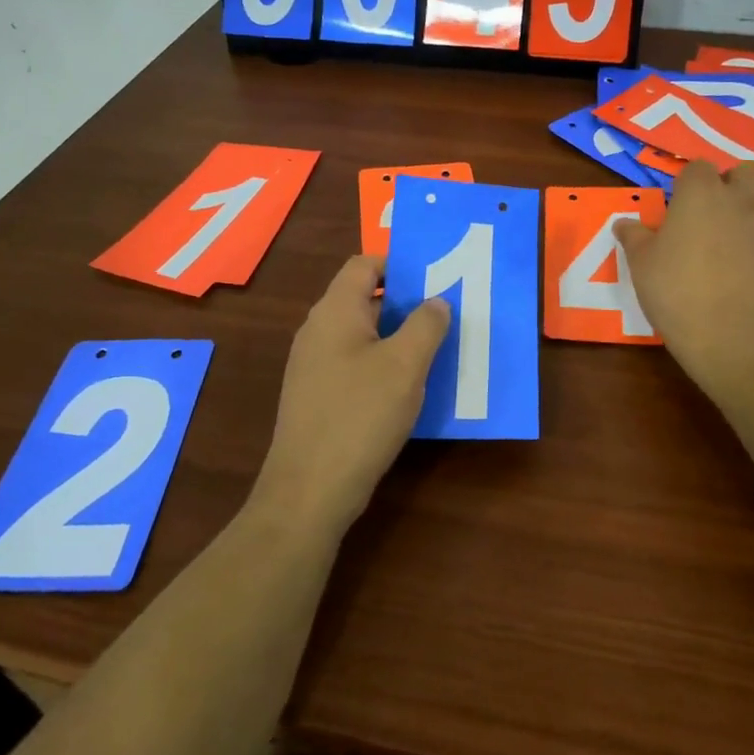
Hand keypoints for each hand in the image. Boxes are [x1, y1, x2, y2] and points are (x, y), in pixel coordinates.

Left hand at [252, 254, 449, 539]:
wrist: (309, 490)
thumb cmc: (360, 415)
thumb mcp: (405, 365)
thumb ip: (426, 324)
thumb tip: (436, 301)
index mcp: (335, 311)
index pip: (364, 265)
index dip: (398, 265)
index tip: (434, 280)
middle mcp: (318, 330)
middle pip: (363, 298)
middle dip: (404, 302)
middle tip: (444, 314)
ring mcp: (313, 365)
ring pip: (361, 334)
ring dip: (396, 336)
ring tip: (434, 349)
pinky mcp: (316, 395)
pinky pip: (353, 364)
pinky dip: (381, 364)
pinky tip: (407, 387)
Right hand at [615, 159, 753, 383]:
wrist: (724, 332)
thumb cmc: (674, 289)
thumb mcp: (641, 261)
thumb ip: (634, 236)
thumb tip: (624, 223)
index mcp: (700, 193)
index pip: (698, 167)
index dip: (688, 182)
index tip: (677, 203)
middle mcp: (737, 200)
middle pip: (746, 171)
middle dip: (732, 181)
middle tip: (712, 207)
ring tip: (736, 222)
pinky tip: (746, 251)